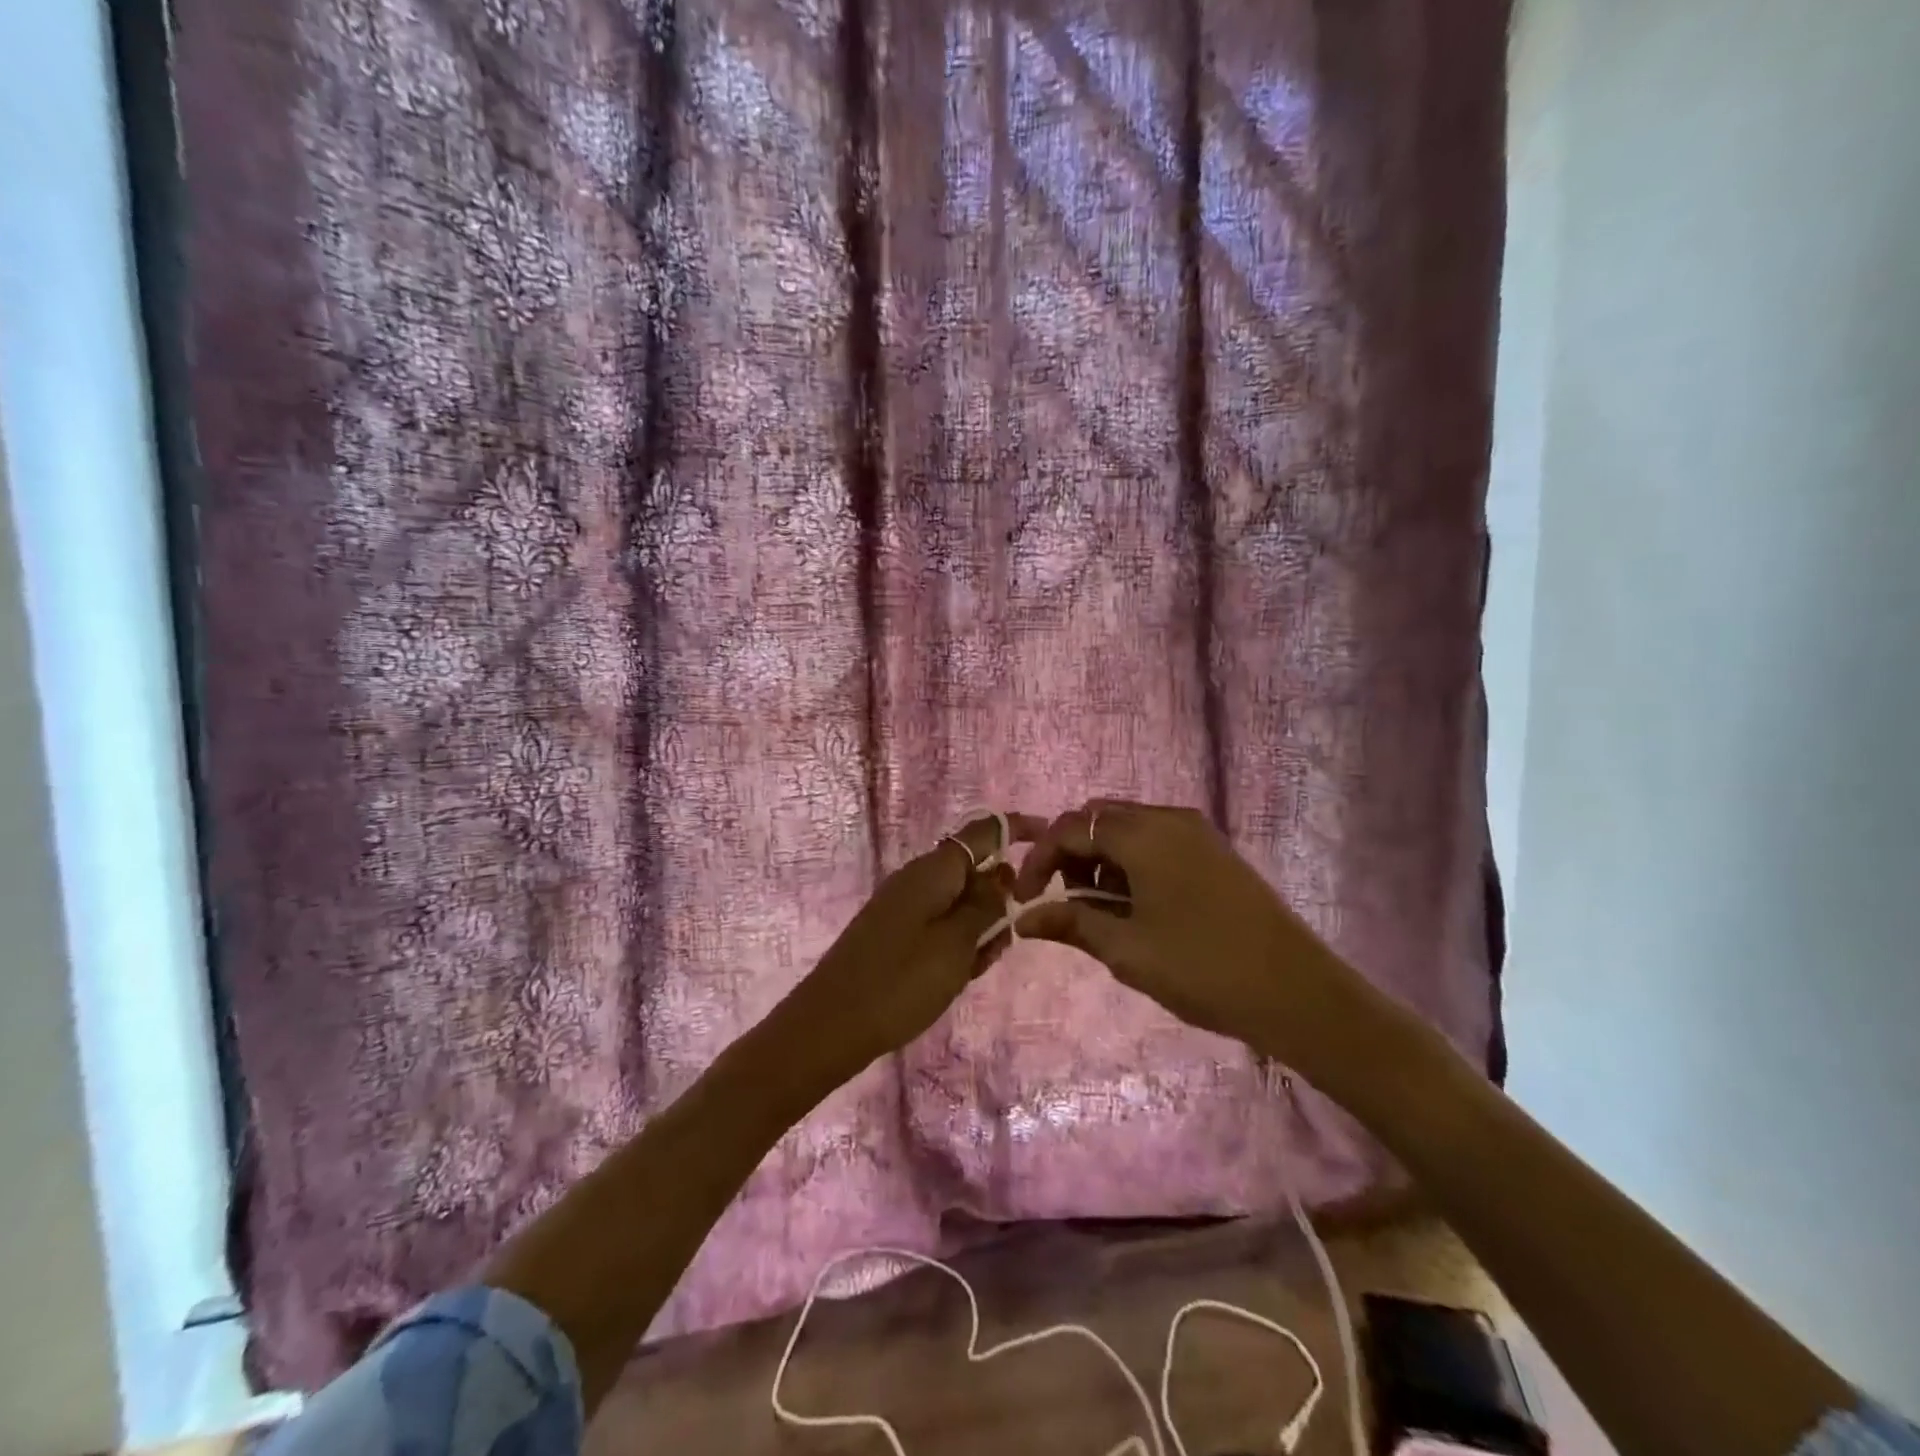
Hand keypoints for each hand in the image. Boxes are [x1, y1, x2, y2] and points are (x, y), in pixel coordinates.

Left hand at [779, 812, 1043, 1081]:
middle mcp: (918, 879)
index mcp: (933, 870)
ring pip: (960, 904)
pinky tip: (958, 976)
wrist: (829, 1027)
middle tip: (1004, 941)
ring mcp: (904, 906)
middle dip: (999, 900)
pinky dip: (958, 945)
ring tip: (976, 968)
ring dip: (980, 929)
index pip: (984, 832)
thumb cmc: (900, 982)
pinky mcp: (896, 933)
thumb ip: (986, 904)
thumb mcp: (957, 943)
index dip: (1019, 830)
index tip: (1051, 840)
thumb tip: (1004, 870)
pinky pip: (940, 926)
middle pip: (974, 872)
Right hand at [1009, 799, 1384, 1092]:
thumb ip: (1071, 923)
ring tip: (1101, 911)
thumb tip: (1023, 919)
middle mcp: (1168, 818)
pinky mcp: (1214, 850)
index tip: (1025, 900)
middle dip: (1070, 855)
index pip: (1071, 828)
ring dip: (1101, 859)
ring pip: (1127, 828)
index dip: (1039, 860)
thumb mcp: (1127, 950)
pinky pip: (1156, 840)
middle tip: (1064, 903)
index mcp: (1143, 835)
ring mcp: (1196, 832)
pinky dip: (1132, 862)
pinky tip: (1137, 905)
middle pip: (1098, 819)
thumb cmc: (1202, 969)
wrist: (1297, 990)